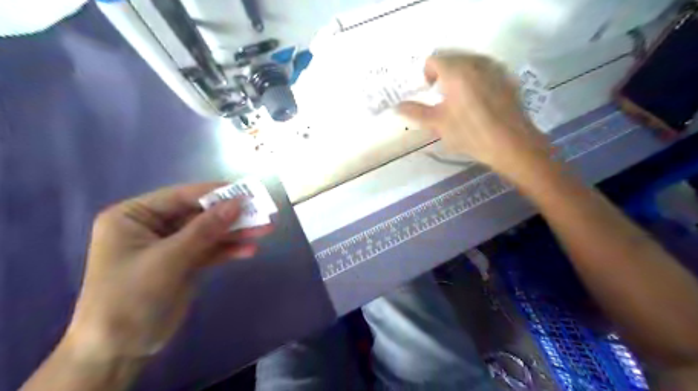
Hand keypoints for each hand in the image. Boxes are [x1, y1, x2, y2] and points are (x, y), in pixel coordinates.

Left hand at [64, 183, 271, 359]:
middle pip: (199, 215)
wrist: (119, 349)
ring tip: (266, 229)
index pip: (181, 197)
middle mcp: (153, 227)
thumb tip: (237, 203)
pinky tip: (250, 250)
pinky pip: (211, 250)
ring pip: (209, 232)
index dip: (215, 193)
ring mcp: (171, 246)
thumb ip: (205, 229)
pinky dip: (229, 250)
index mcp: (135, 216)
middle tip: (262, 211)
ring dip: (236, 232)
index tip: (246, 192)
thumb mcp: (169, 259)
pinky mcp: (185, 263)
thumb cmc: (131, 297)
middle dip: (231, 216)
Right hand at [398, 51, 549, 174]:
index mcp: (456, 71)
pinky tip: (479, 102)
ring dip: (459, 76)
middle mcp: (475, 62)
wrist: (511, 144)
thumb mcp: (438, 124)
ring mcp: (494, 68)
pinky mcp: (507, 78)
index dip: (426, 75)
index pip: (433, 60)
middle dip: (442, 75)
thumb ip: (415, 112)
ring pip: (469, 63)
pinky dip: (476, 80)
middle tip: (442, 98)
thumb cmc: (469, 133)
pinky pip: (485, 71)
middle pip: (452, 59)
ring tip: (460, 101)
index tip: (429, 92)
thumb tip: (397, 107)